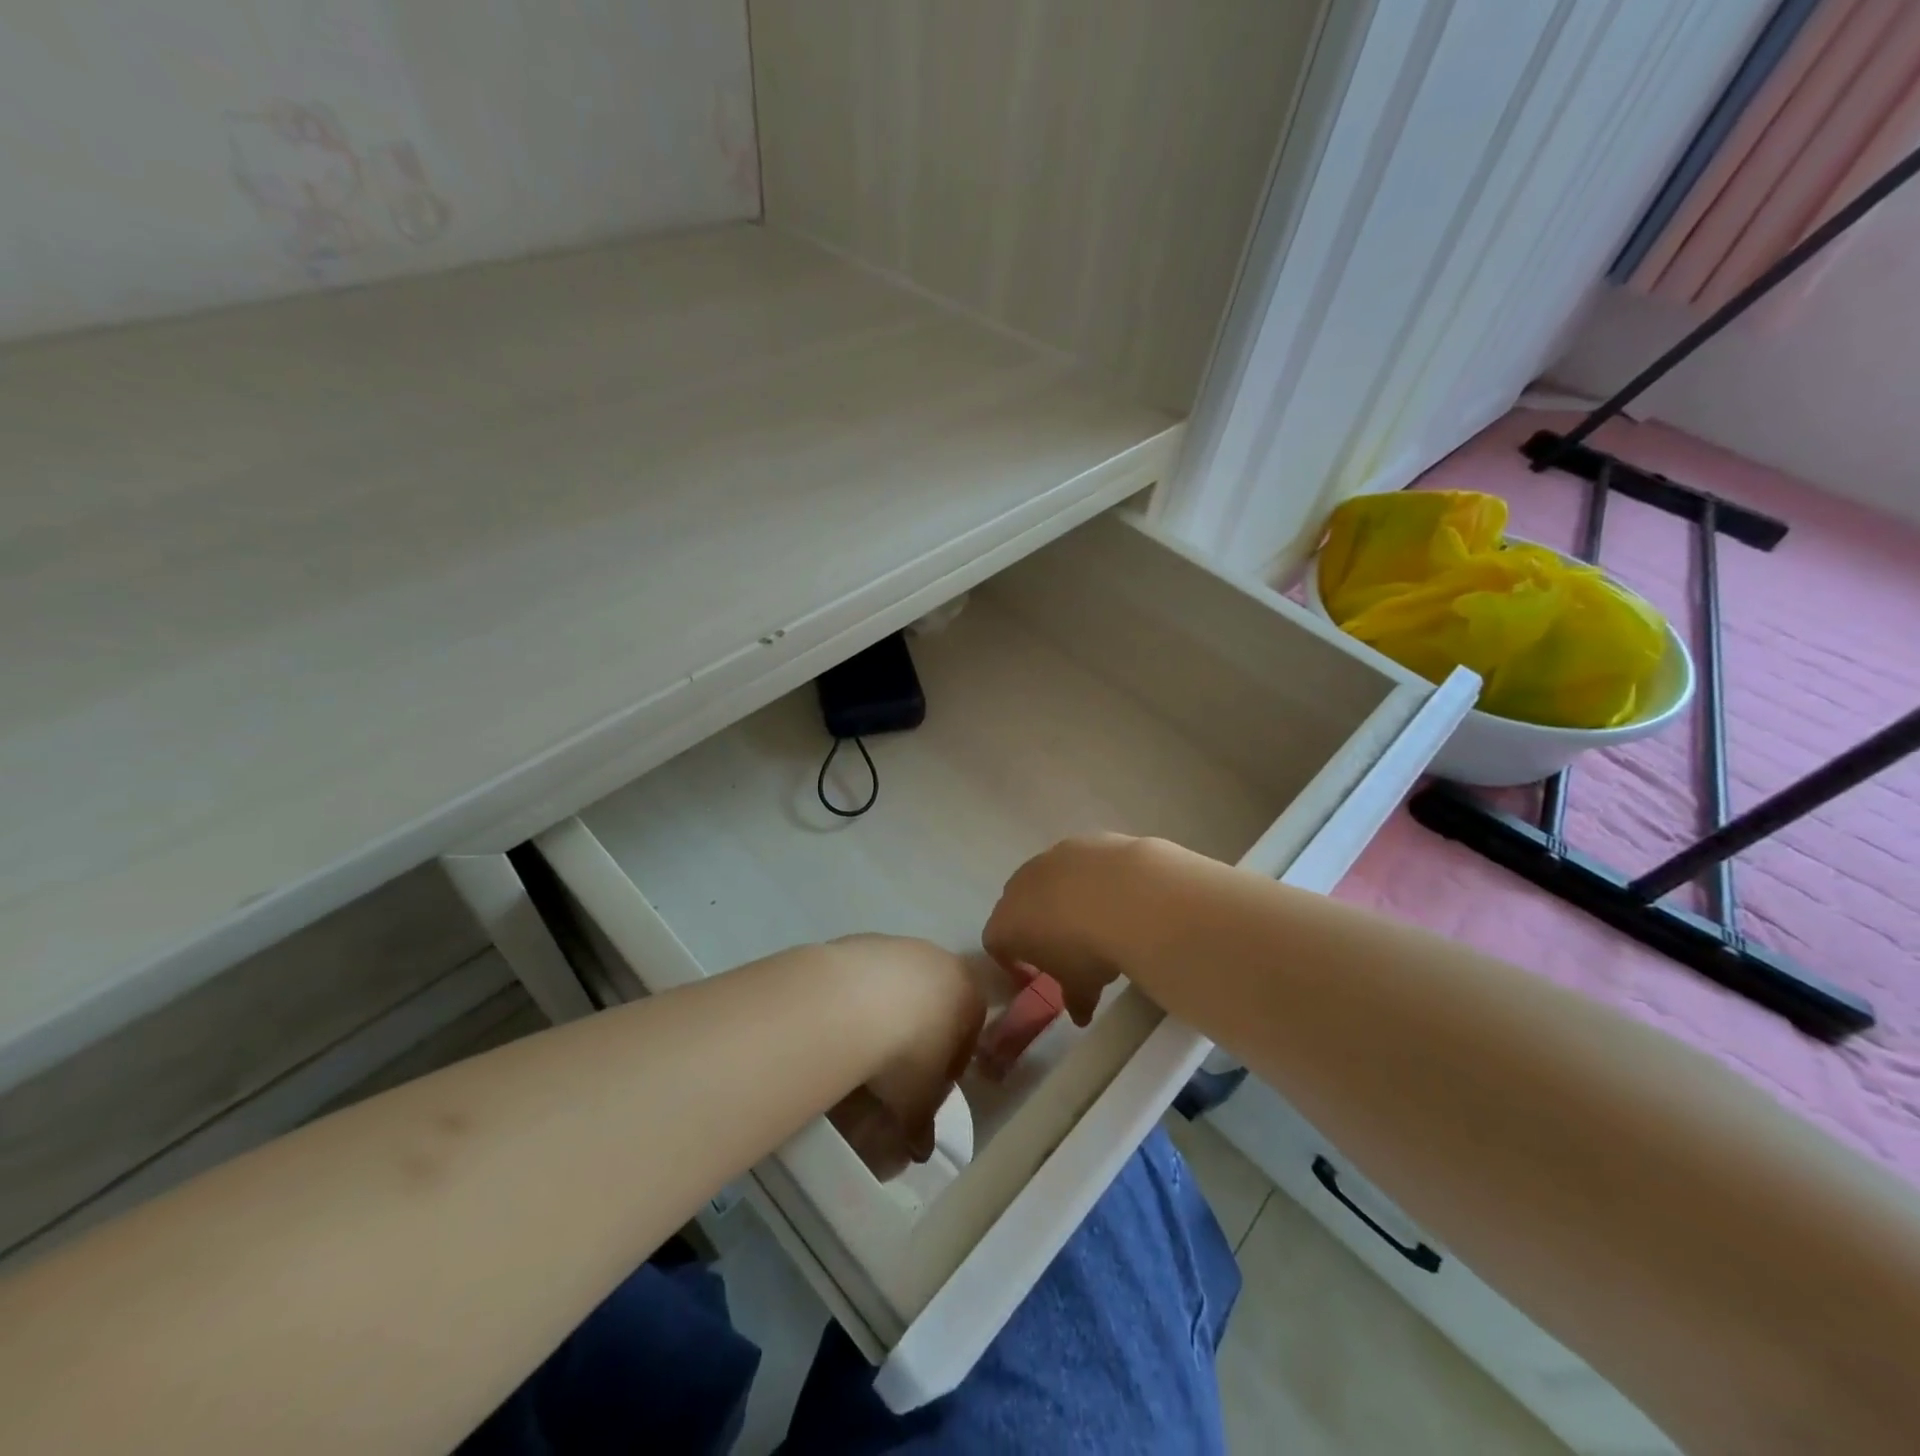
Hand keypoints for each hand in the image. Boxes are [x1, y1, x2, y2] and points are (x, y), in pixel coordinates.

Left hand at [825, 935, 985, 1179]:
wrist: (854, 1000)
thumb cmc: (907, 1050)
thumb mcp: (918, 1099)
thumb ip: (923, 1124)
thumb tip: (920, 1152)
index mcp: (971, 994)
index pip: (970, 1033)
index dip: (949, 1067)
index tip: (926, 1088)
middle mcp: (942, 960)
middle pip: (936, 1003)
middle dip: (919, 1035)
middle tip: (894, 1070)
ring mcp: (902, 946)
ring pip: (901, 986)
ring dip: (888, 1014)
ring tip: (864, 1047)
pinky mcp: (863, 940)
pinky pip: (867, 976)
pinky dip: (860, 998)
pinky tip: (843, 1023)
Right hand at [983, 834, 1171, 1024]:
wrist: (1127, 895)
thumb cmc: (1089, 950)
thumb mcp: (1082, 987)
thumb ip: (1074, 1001)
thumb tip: (1080, 1014)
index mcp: (1006, 925)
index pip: (995, 944)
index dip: (1012, 962)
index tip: (1035, 975)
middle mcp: (1018, 886)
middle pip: (1016, 907)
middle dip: (1034, 926)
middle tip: (1063, 947)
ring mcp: (1048, 858)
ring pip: (1046, 880)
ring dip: (1061, 898)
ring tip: (1092, 917)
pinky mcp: (1079, 841)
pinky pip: (1076, 864)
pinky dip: (1088, 878)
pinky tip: (1113, 893)